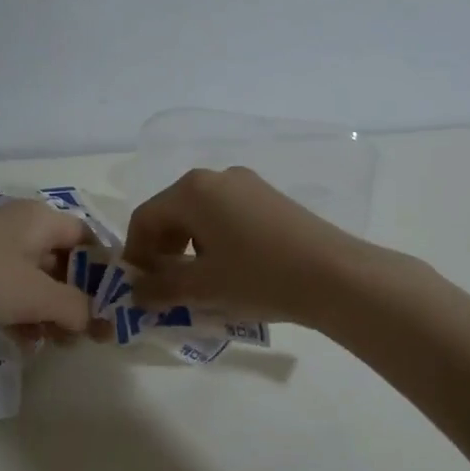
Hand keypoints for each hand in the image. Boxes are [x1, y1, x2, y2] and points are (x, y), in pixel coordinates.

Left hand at [0, 201, 92, 332]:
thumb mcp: (35, 295)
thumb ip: (74, 307)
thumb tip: (93, 320)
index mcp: (41, 219)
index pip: (88, 239)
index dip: (104, 272)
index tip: (113, 308)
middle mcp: (19, 227)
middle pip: (62, 262)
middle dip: (76, 300)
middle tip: (85, 336)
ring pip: (33, 281)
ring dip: (48, 312)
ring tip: (54, 345)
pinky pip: (6, 291)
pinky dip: (19, 314)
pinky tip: (23, 343)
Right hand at [122, 167, 376, 324]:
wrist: (335, 275)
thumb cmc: (258, 277)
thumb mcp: (202, 288)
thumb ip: (159, 289)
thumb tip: (135, 293)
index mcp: (192, 190)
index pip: (144, 218)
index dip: (135, 255)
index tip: (138, 288)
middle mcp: (216, 177)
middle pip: (171, 213)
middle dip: (161, 251)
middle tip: (165, 288)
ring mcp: (247, 185)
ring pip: (199, 215)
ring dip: (188, 248)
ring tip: (198, 283)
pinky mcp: (270, 198)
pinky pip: (226, 216)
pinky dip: (214, 241)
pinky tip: (229, 271)